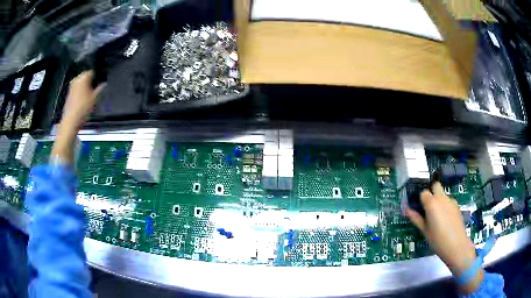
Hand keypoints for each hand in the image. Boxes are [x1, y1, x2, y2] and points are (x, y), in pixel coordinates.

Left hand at [52, 71, 104, 163]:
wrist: (70, 122)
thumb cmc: (83, 109)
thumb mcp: (95, 99)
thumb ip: (100, 89)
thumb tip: (104, 83)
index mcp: (83, 77)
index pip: (93, 71)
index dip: (98, 76)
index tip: (102, 82)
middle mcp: (76, 79)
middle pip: (86, 76)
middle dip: (91, 81)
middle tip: (97, 89)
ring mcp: (71, 87)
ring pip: (81, 83)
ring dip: (86, 87)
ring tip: (91, 96)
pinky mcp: (69, 95)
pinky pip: (77, 90)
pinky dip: (81, 93)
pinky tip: (84, 101)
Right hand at [404, 182, 483, 293]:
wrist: (456, 245)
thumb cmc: (437, 239)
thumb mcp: (424, 230)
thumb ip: (416, 218)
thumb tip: (407, 210)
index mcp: (431, 203)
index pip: (423, 192)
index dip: (420, 199)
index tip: (419, 208)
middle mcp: (442, 198)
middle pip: (435, 185)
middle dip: (431, 191)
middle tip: (428, 206)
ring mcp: (451, 201)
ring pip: (443, 194)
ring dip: (438, 200)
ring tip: (437, 217)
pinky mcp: (457, 206)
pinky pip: (448, 201)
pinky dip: (445, 206)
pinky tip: (445, 219)